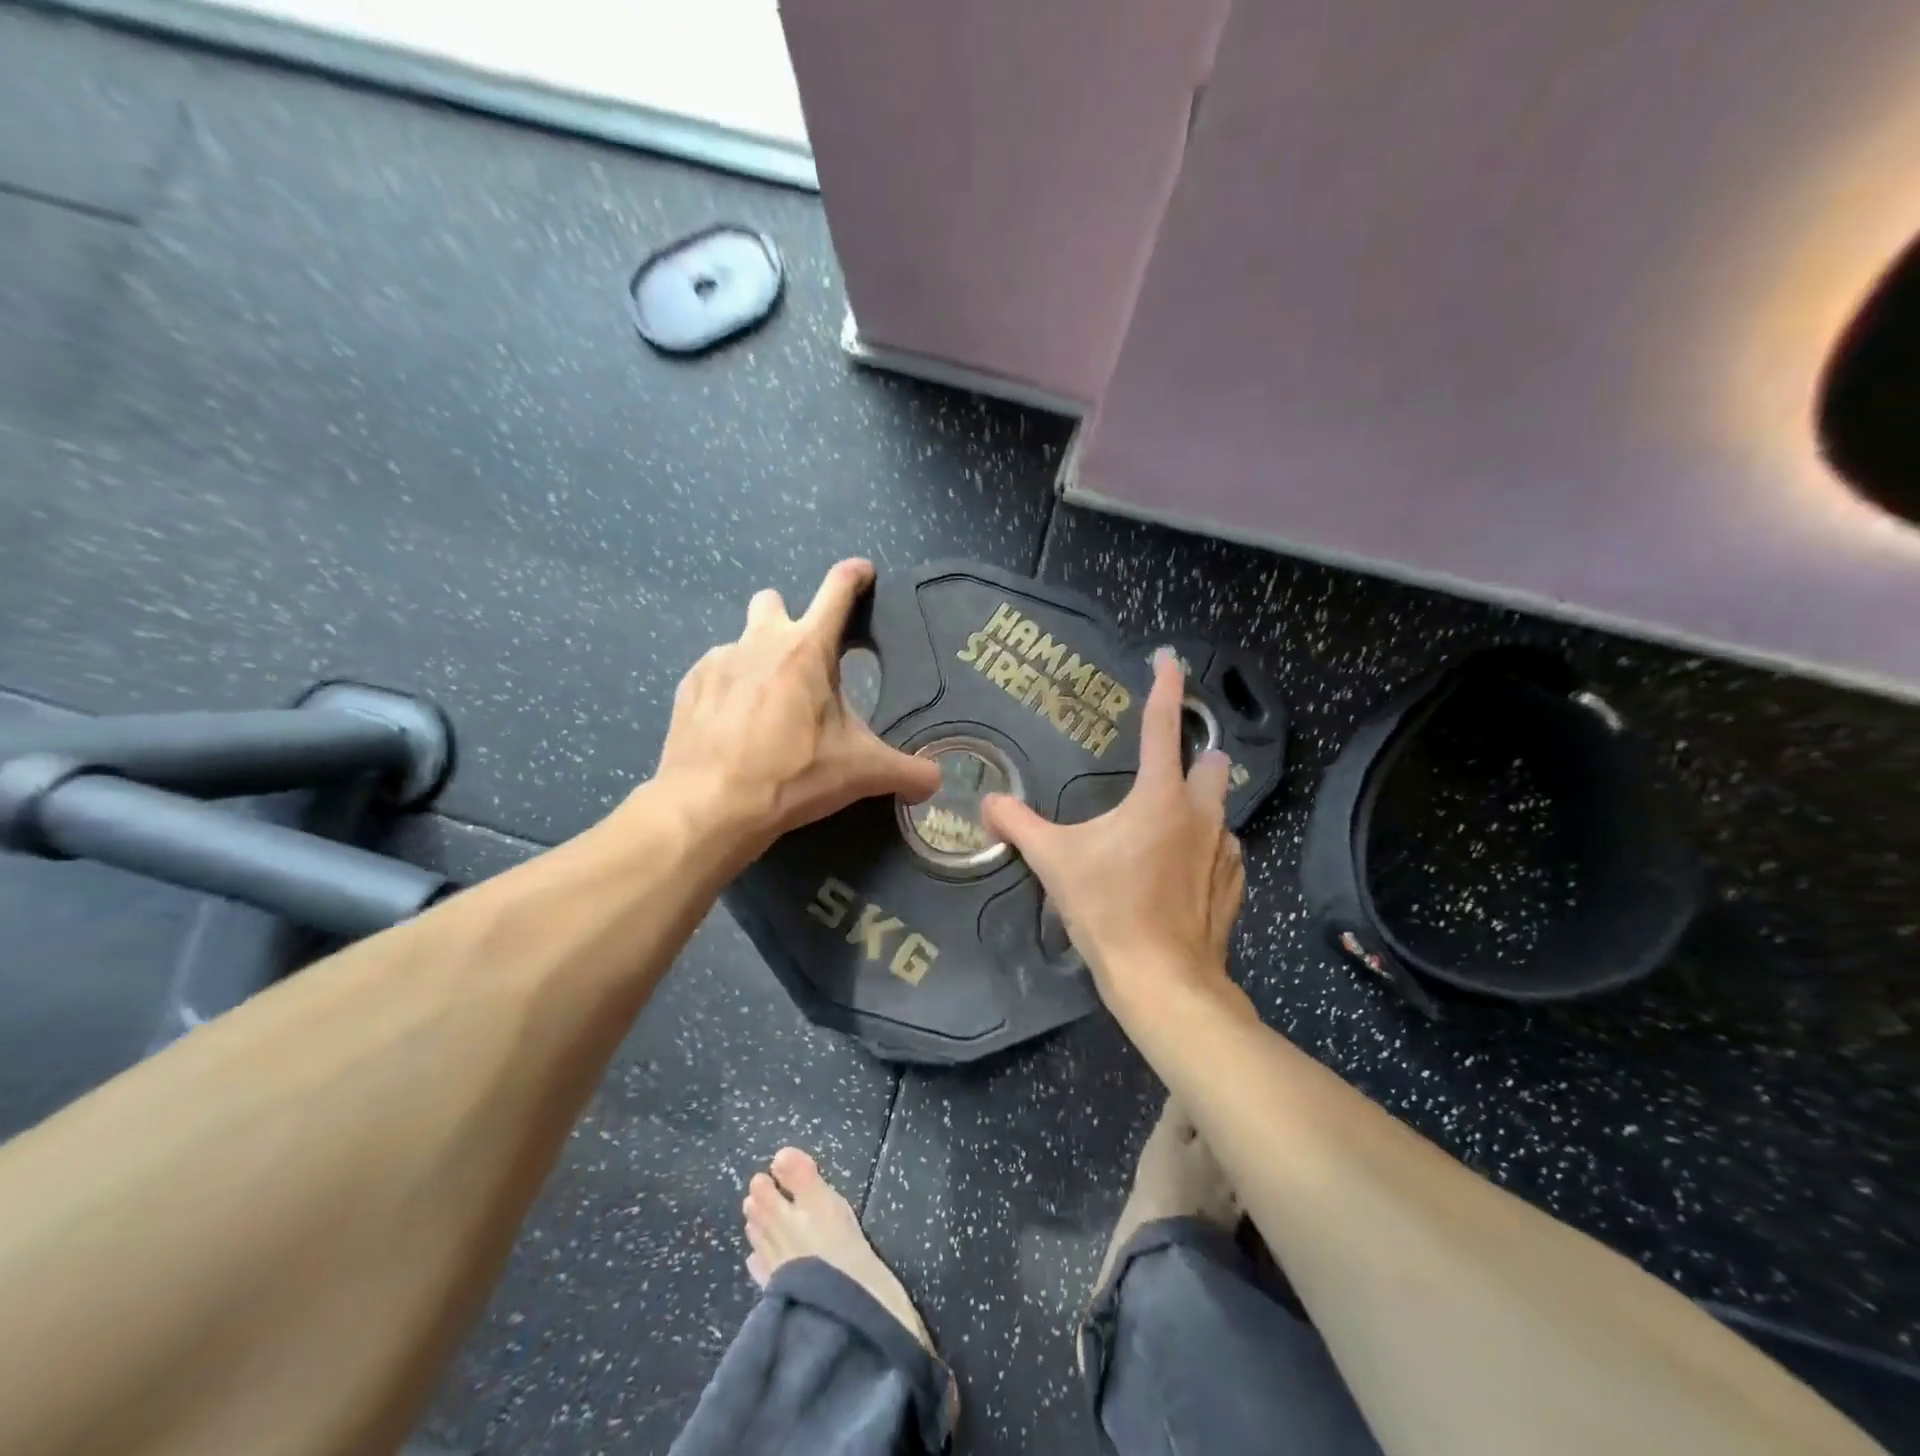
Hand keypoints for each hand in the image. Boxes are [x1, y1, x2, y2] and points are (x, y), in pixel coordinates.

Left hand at [650, 559, 941, 855]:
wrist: (711, 805)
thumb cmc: (793, 775)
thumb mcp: (860, 772)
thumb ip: (906, 771)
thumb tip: (937, 781)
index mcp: (807, 649)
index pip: (837, 591)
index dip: (854, 576)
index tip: (863, 573)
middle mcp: (760, 641)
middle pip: (774, 601)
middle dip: (789, 619)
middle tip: (802, 663)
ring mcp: (718, 660)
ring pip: (742, 640)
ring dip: (758, 660)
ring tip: (766, 708)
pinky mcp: (689, 685)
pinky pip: (715, 672)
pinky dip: (728, 689)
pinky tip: (733, 726)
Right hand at [981, 649, 1246, 1022]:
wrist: (1162, 979)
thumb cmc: (1107, 909)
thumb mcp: (1053, 862)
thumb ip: (1018, 825)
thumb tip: (988, 802)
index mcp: (1159, 797)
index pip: (1163, 726)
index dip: (1165, 687)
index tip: (1168, 658)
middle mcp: (1201, 814)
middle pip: (1212, 762)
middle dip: (1196, 756)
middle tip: (1166, 772)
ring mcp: (1225, 850)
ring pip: (1222, 808)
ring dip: (1201, 805)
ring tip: (1169, 826)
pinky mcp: (1234, 884)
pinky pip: (1226, 849)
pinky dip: (1207, 847)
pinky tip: (1185, 869)